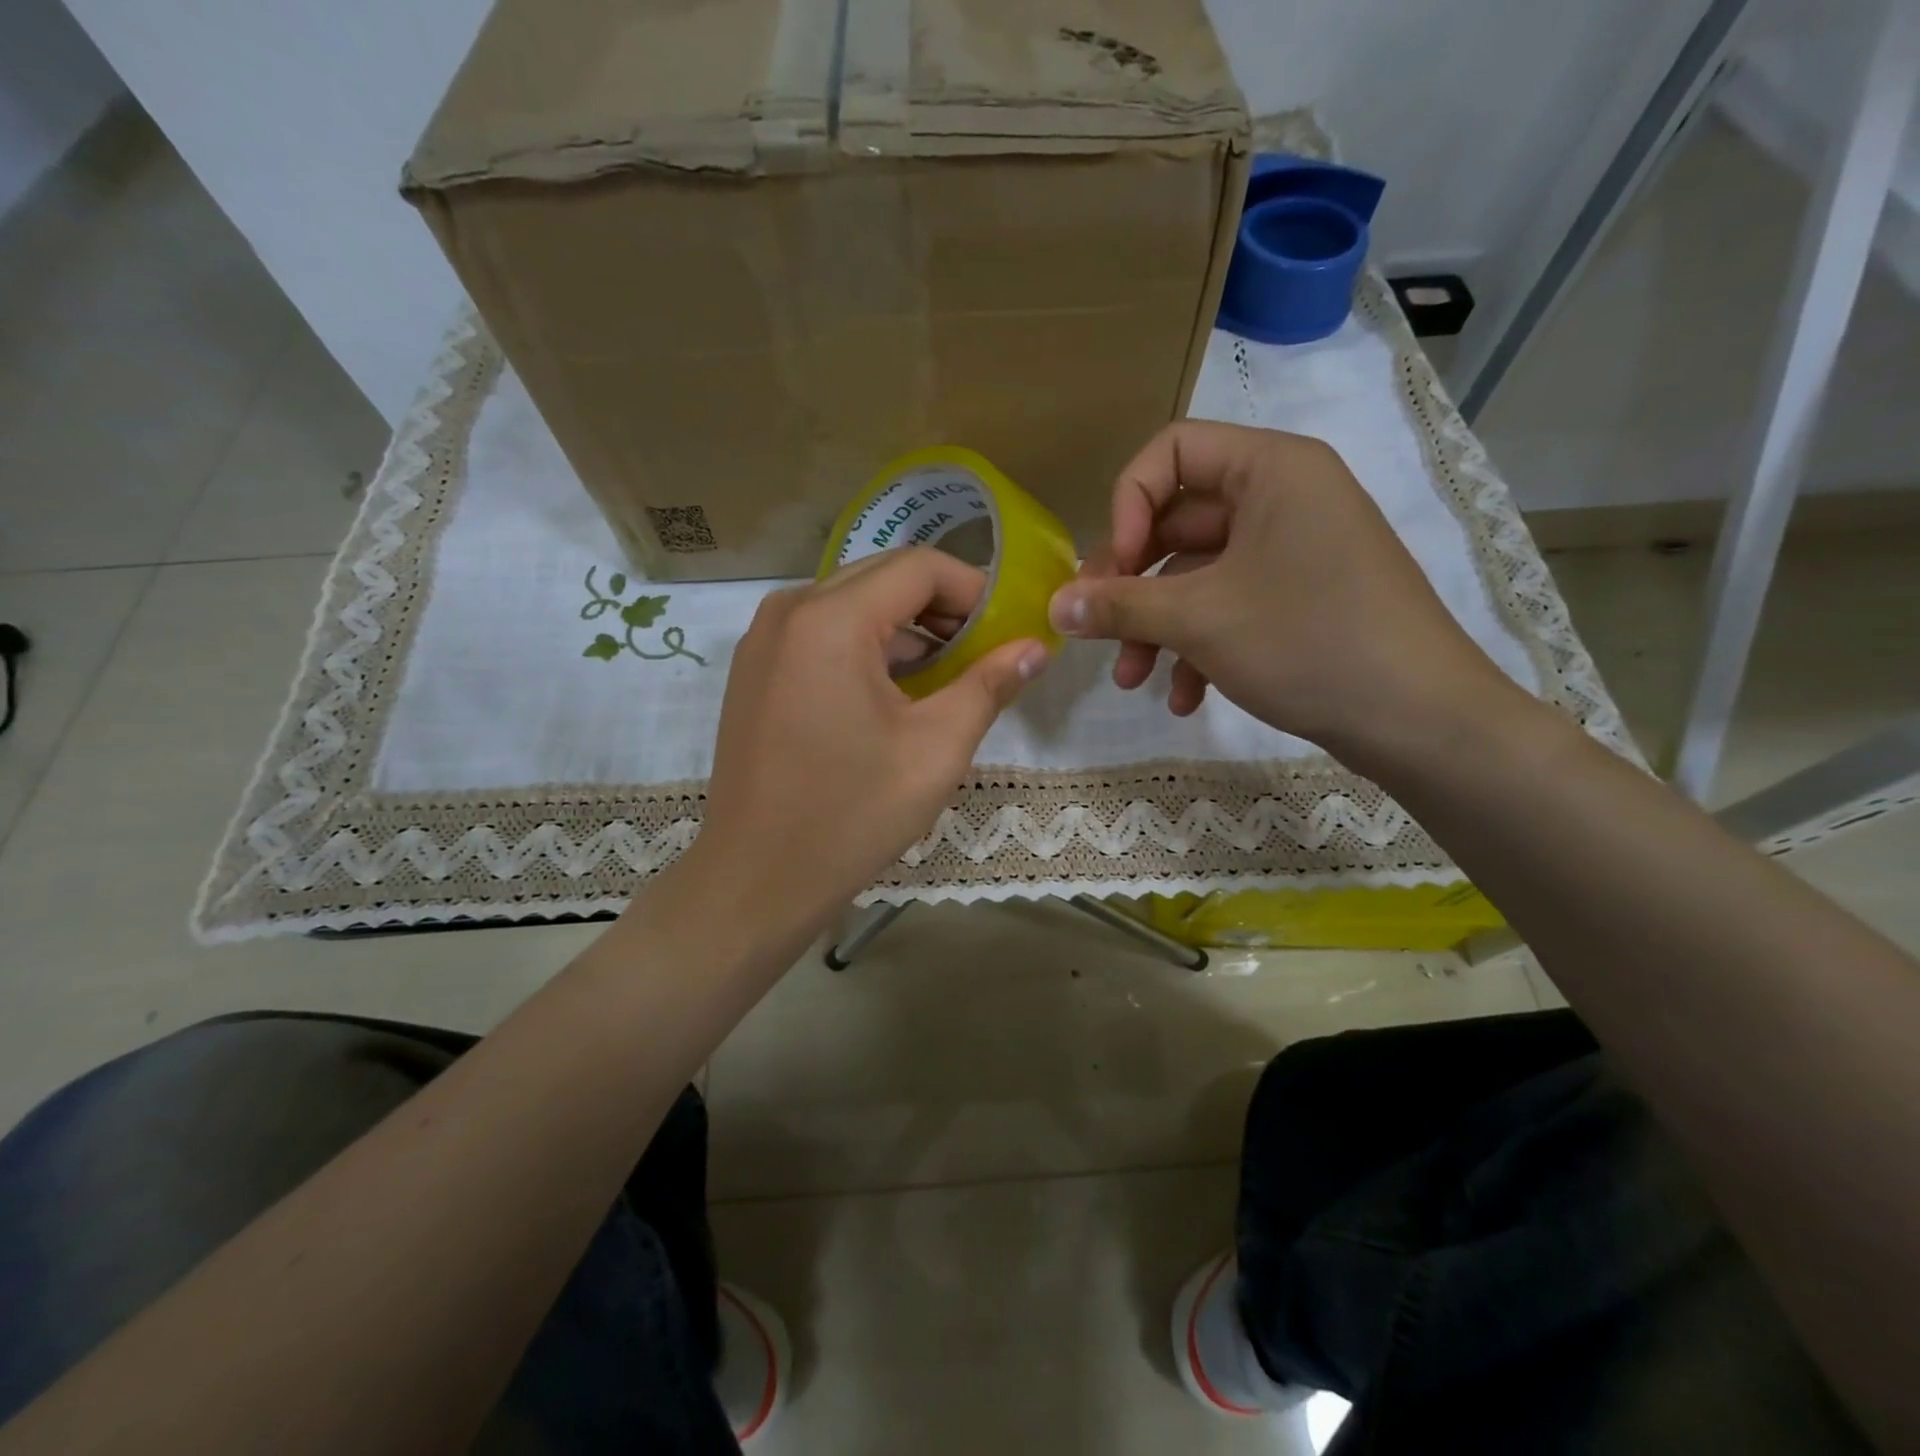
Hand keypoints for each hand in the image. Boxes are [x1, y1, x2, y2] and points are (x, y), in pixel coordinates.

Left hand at [680, 548, 1047, 944]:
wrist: (757, 878)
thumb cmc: (852, 814)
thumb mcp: (936, 749)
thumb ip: (989, 685)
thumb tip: (1035, 648)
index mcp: (831, 619)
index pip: (919, 566)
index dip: (973, 589)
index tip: (1007, 630)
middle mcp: (789, 610)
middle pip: (883, 576)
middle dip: (941, 607)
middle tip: (983, 652)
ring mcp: (764, 640)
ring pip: (852, 604)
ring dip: (904, 628)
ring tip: (947, 676)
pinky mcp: (755, 670)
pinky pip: (821, 633)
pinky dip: (866, 647)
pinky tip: (895, 694)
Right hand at [1048, 421, 1515, 765]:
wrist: (1420, 720)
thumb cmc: (1308, 642)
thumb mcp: (1200, 620)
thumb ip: (1119, 605)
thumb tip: (1054, 605)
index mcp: (1270, 470)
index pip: (1171, 453)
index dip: (1127, 507)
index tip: (1112, 571)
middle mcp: (1284, 498)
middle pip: (1177, 523)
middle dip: (1132, 585)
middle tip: (1097, 631)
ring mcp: (1294, 551)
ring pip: (1198, 575)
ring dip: (1157, 627)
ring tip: (1132, 680)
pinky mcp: (1301, 599)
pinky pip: (1231, 606)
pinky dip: (1199, 646)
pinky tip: (1185, 698)